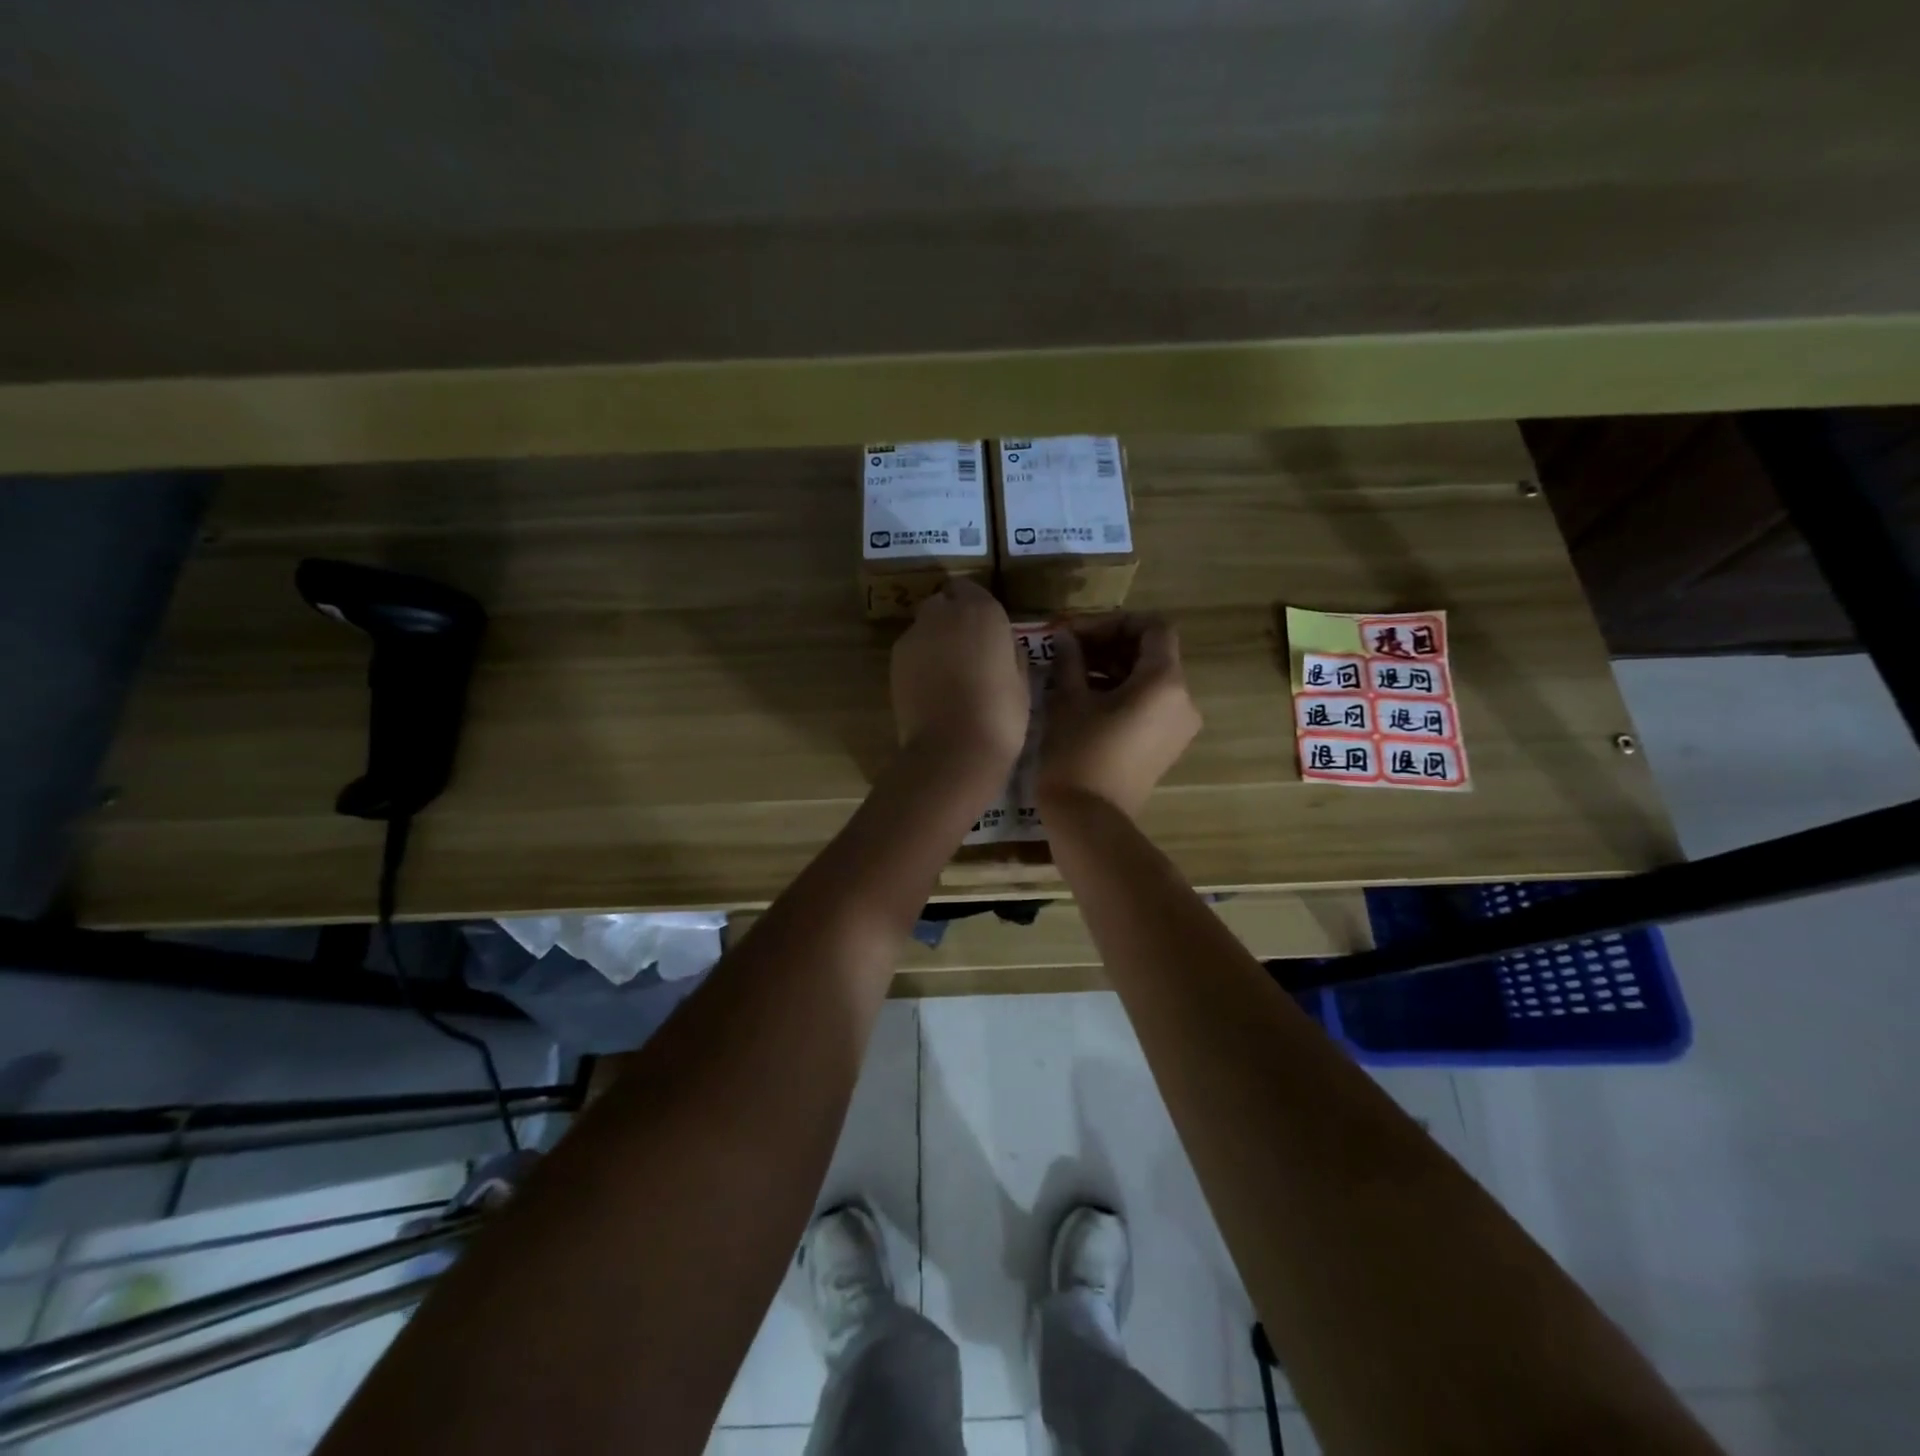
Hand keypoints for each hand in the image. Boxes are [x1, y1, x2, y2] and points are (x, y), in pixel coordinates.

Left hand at [891, 579, 1029, 773]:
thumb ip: (1009, 651)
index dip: (976, 608)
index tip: (986, 629)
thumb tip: (1002, 644)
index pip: (970, 588)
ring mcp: (914, 636)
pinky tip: (933, 686)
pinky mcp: (895, 660)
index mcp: (982, 611)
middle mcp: (943, 614)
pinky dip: (921, 660)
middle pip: (943, 603)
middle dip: (952, 618)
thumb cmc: (1000, 715)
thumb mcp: (1022, 680)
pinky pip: (912, 650)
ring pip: (924, 626)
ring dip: (935, 639)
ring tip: (949, 672)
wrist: (953, 749)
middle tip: (967, 649)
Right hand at [1037, 613, 1200, 817]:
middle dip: (1110, 644)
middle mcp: (1183, 700)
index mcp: (1165, 682)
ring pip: (1150, 679)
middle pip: (1152, 652)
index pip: (1153, 627)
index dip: (1114, 622)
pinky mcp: (1166, 746)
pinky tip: (1086, 697)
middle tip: (1069, 649)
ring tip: (1071, 672)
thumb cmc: (1078, 754)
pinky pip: (1150, 705)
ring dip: (1113, 668)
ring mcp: (1178, 726)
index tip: (1078, 633)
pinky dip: (1123, 692)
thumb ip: (1071, 660)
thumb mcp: (1068, 701)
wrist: (1089, 821)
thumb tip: (1067, 639)